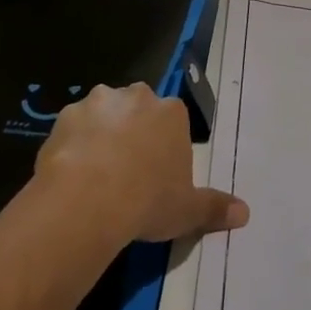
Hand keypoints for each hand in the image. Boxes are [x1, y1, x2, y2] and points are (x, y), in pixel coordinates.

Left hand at [35, 83, 249, 244]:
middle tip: (127, 170)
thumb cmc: (148, 200)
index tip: (157, 172)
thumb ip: (215, 207)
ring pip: (103, 113)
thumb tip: (245, 213)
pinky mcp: (65, 116)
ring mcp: (98, 102)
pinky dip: (72, 144)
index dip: (165, 145)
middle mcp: (137, 97)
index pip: (172, 119)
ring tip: (95, 173)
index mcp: (171, 112)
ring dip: (101, 133)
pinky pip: (72, 128)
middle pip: (138, 108)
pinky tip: (70, 173)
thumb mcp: (188, 210)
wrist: (88, 200)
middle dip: (133, 130)